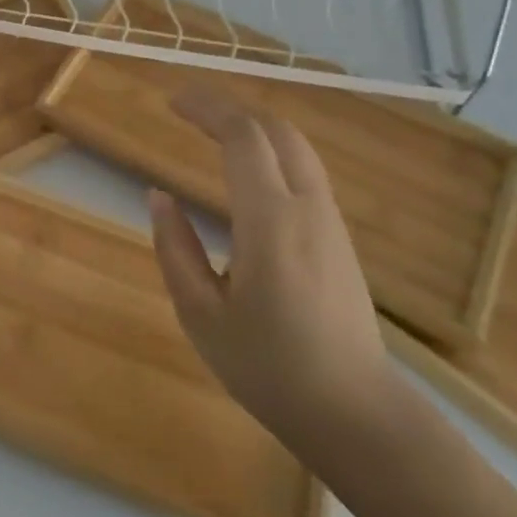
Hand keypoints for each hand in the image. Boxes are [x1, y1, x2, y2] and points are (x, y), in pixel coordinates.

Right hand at [148, 86, 399, 462]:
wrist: (357, 415)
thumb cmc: (270, 369)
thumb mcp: (202, 316)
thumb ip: (175, 249)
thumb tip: (159, 197)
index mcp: (270, 221)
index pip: (243, 137)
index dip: (207, 108)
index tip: (172, 102)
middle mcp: (307, 208)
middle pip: (276, 130)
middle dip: (231, 109)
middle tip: (190, 110)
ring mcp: (330, 222)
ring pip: (296, 148)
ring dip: (254, 129)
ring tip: (213, 133)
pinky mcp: (340, 238)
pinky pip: (305, 172)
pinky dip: (272, 152)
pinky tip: (248, 172)